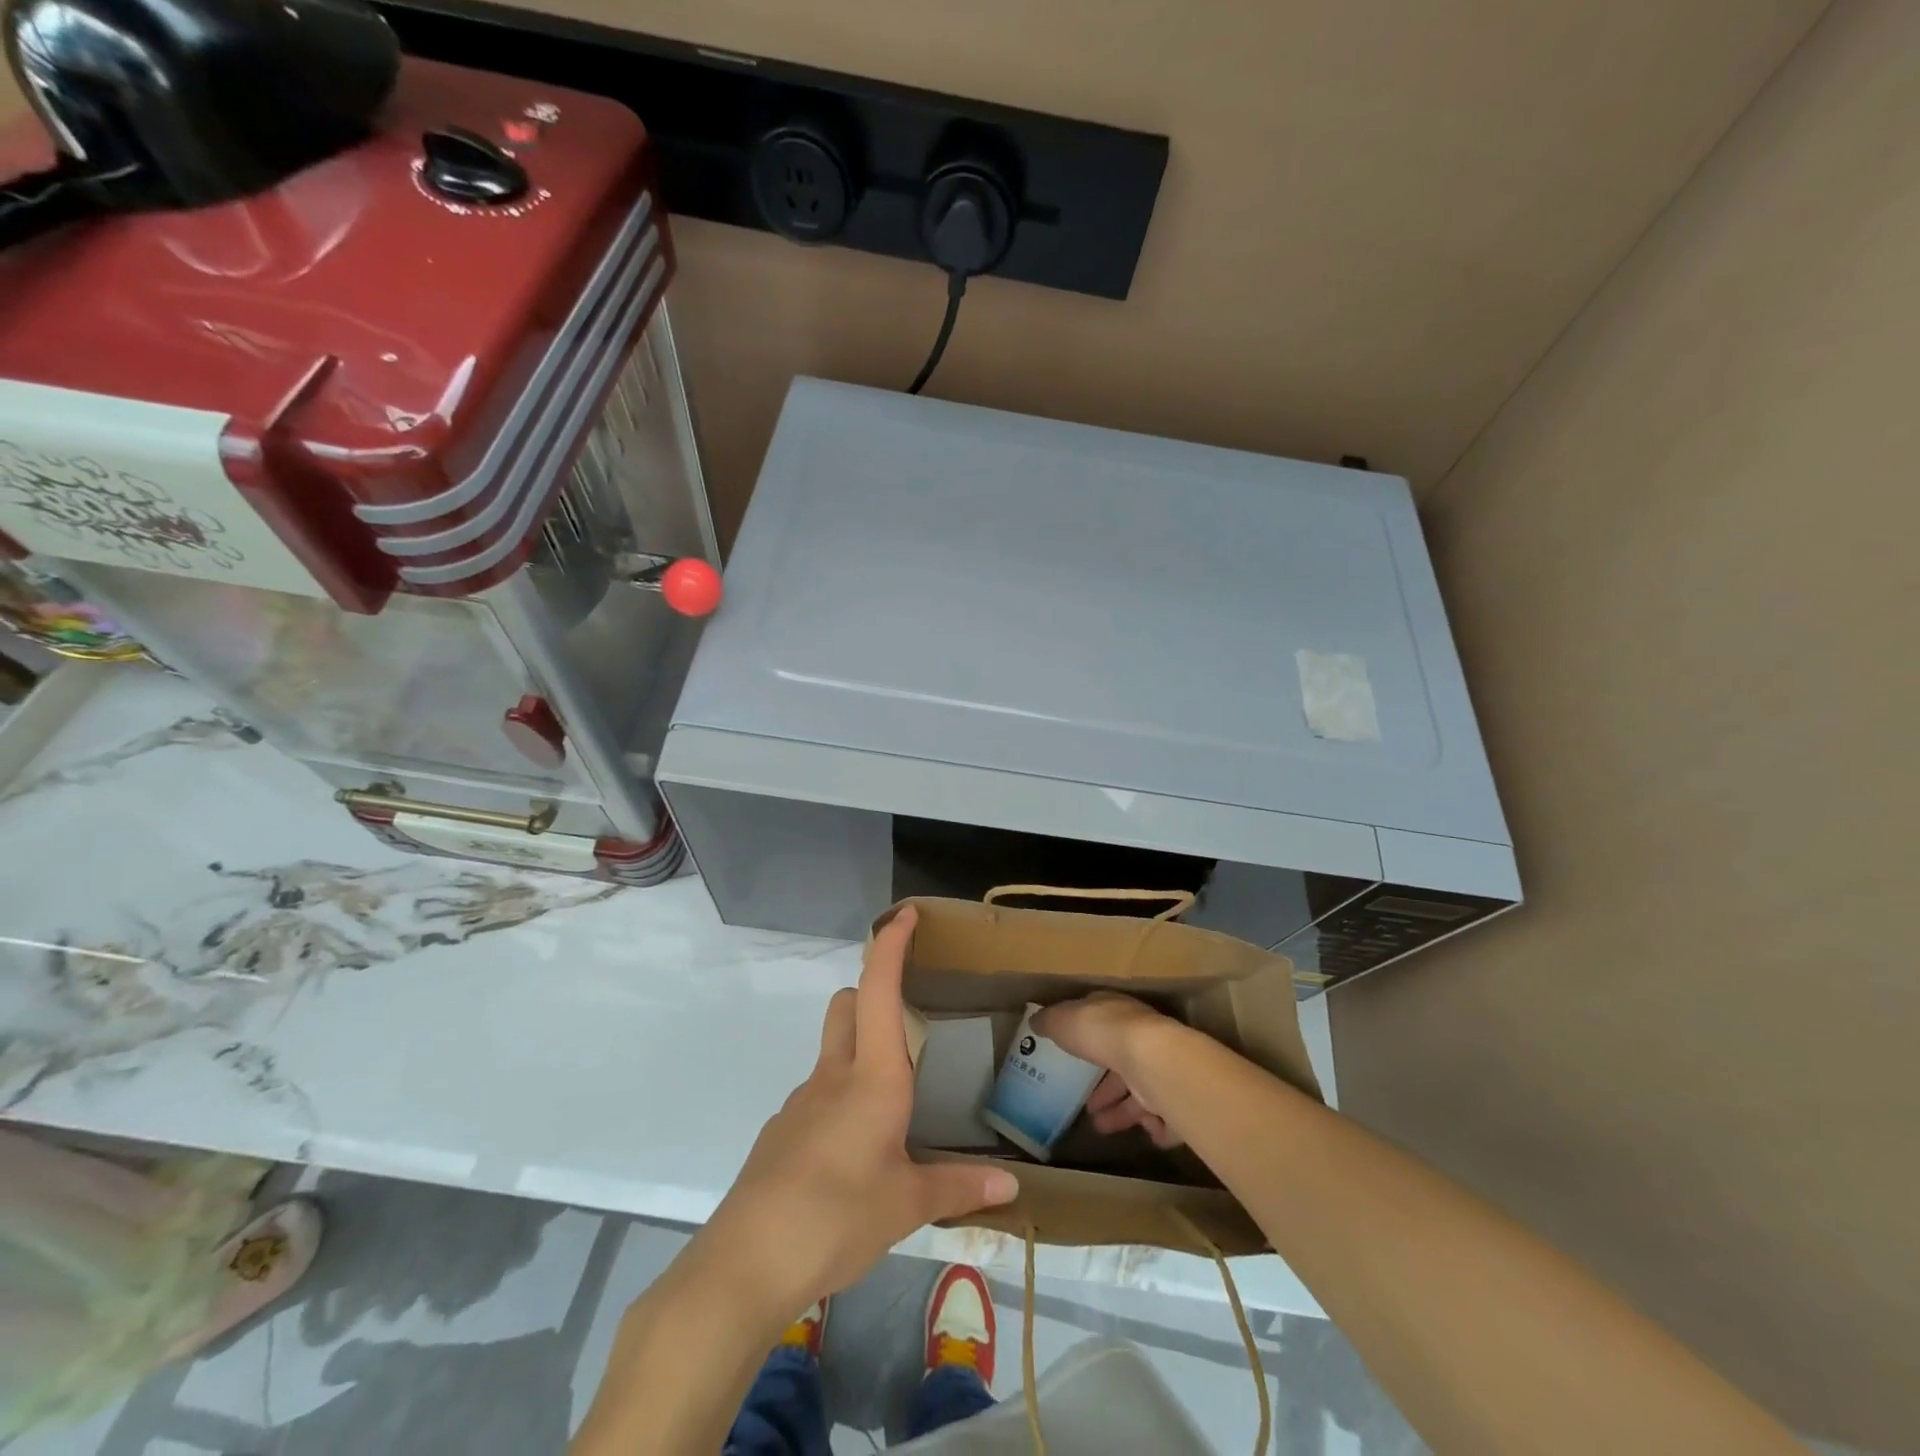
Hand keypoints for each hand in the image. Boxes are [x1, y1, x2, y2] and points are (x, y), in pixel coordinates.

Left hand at [701, 906, 1019, 1312]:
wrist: (745, 1263)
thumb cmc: (837, 1217)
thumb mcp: (907, 1205)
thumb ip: (959, 1188)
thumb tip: (1012, 1186)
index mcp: (872, 1078)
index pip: (879, 990)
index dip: (891, 946)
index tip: (905, 914)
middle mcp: (833, 1076)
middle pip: (848, 1006)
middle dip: (874, 994)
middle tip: (909, 1022)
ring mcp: (801, 1102)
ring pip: (833, 1051)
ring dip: (860, 1053)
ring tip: (894, 1106)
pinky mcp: (782, 1133)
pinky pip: (818, 1096)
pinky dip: (841, 1101)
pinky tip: (855, 1155)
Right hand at [1032, 992, 1185, 1149]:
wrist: (1151, 1061)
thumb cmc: (1103, 1032)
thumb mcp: (1063, 1020)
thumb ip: (1050, 1021)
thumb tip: (1035, 1021)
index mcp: (1117, 1014)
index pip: (1102, 1024)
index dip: (1087, 1040)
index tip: (1073, 1056)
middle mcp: (1142, 1039)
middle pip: (1122, 1064)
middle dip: (1104, 1087)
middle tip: (1087, 1105)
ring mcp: (1160, 1069)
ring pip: (1141, 1093)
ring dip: (1121, 1112)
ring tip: (1099, 1126)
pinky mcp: (1174, 1099)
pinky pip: (1165, 1118)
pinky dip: (1153, 1126)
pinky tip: (1140, 1133)